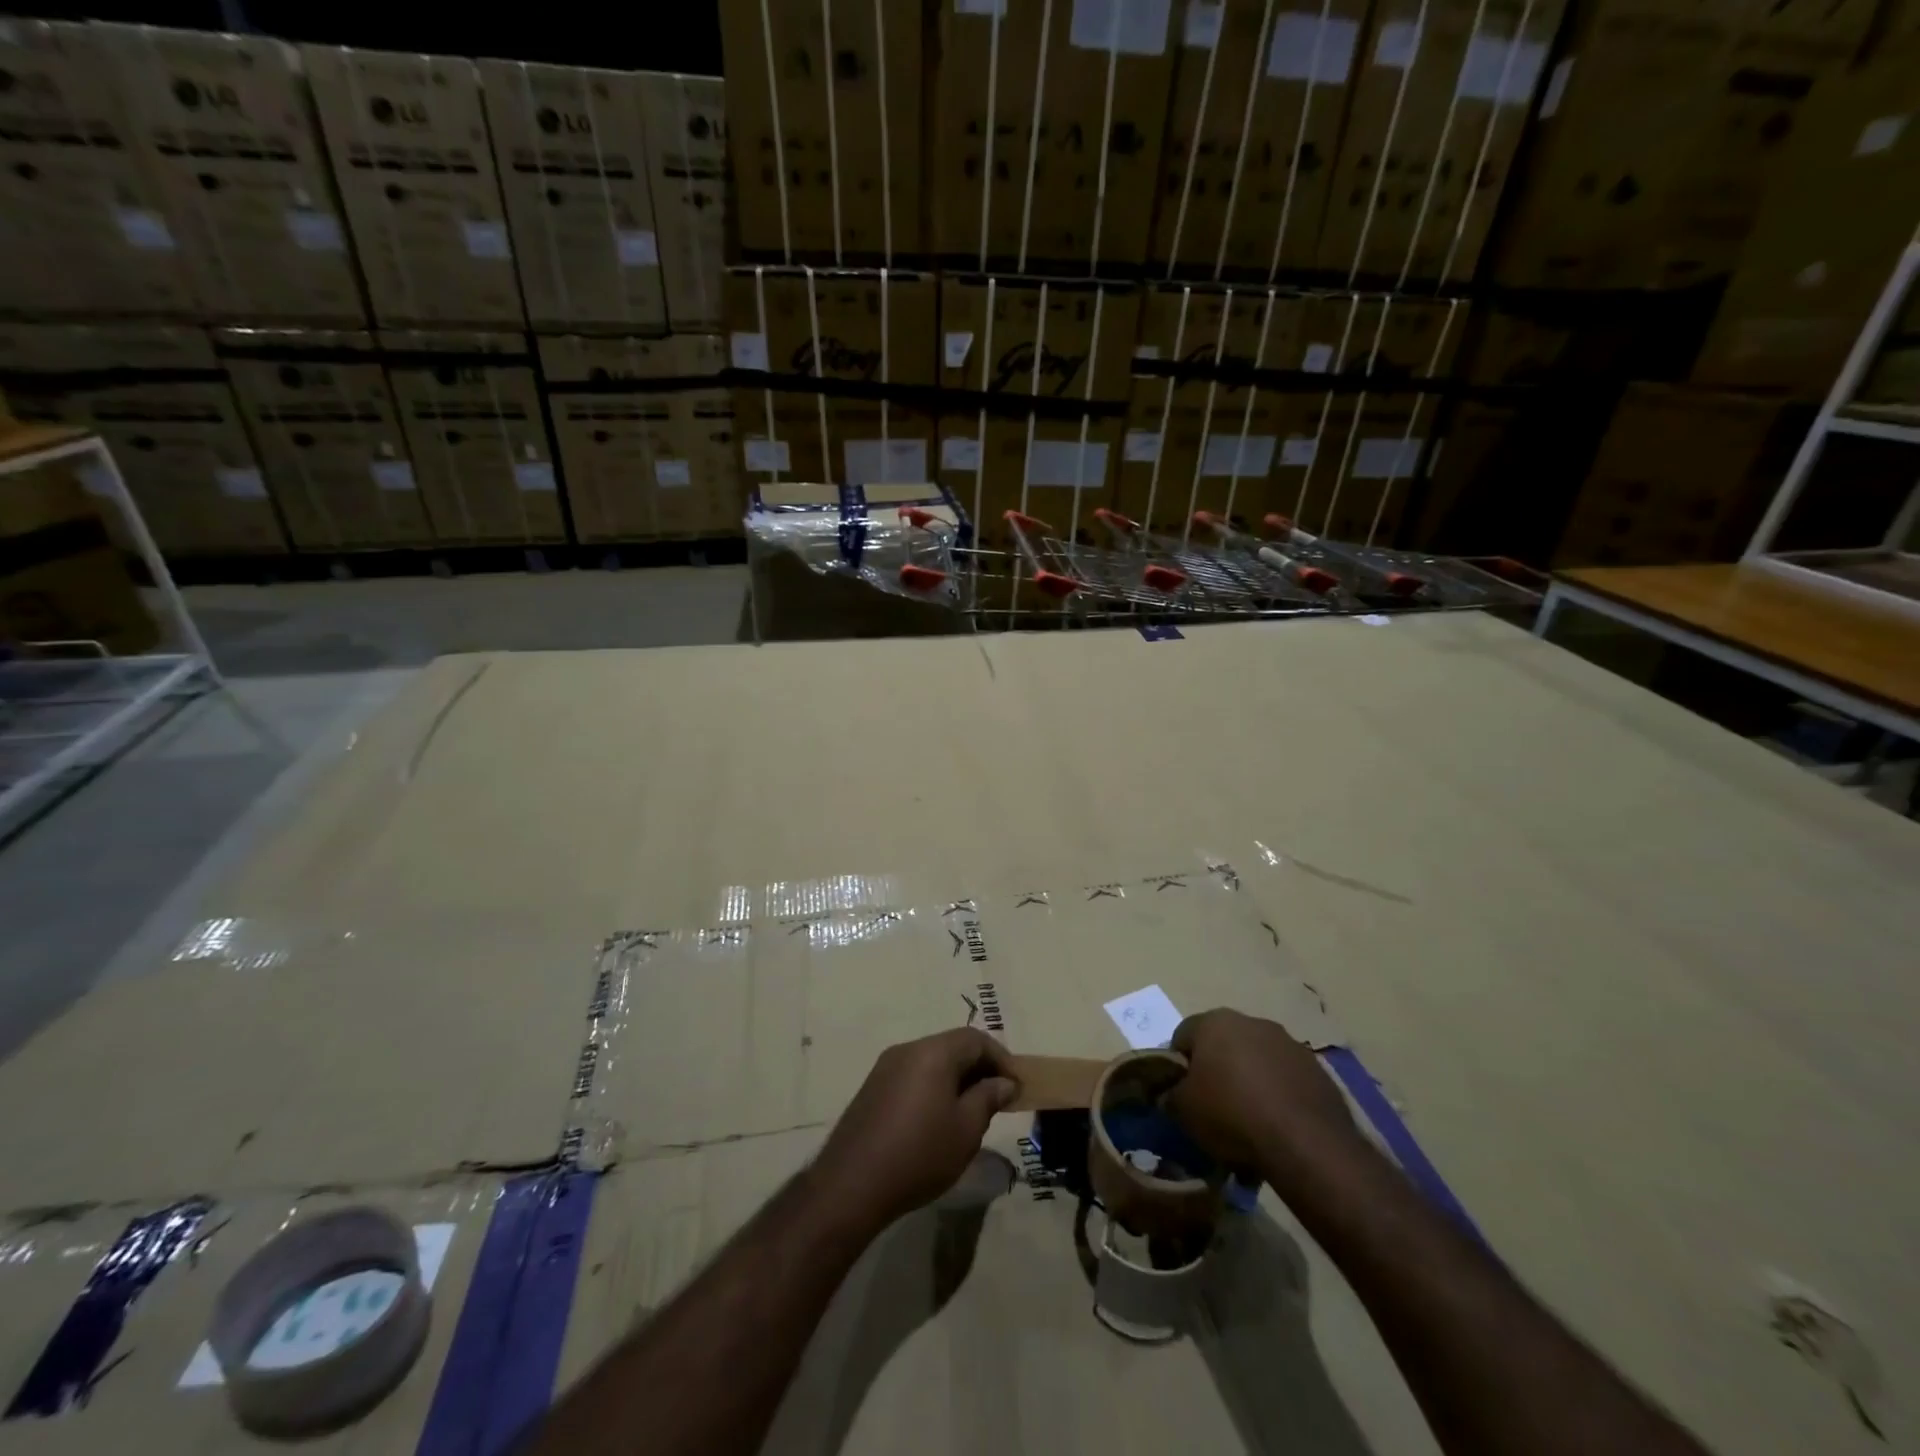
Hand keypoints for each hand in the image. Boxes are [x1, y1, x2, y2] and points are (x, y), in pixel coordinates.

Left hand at [810, 1028, 1018, 1236]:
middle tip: (998, 1099)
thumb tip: (1004, 1082)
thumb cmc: (919, 1154)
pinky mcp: (873, 1088)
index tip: (1016, 1086)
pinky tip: (938, 1120)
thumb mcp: (966, 1129)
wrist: (852, 1184)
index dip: (1001, 1058)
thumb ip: (988, 1098)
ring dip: (956, 1079)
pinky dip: (933, 1087)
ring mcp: (886, 1067)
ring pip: (932, 1061)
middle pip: (952, 1046)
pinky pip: (913, 1076)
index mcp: (933, 1052)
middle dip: (979, 1068)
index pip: (975, 1039)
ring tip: (972, 1112)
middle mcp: (908, 1049)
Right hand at [1169, 1009, 1361, 1181]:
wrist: (1306, 1143)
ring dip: (1249, 1081)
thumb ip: (1170, 1095)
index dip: (1178, 1065)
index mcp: (1214, 1022)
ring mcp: (1289, 1044)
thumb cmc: (1232, 1115)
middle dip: (1217, 1070)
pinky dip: (1278, 1095)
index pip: (1183, 1035)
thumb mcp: (1184, 1110)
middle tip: (1213, 1106)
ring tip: (1249, 1121)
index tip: (1181, 1093)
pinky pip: (1286, 1079)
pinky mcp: (1317, 1070)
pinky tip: (1277, 1126)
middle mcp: (1252, 1022)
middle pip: (1223, 1044)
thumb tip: (1169, 1093)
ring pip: (1257, 1060)